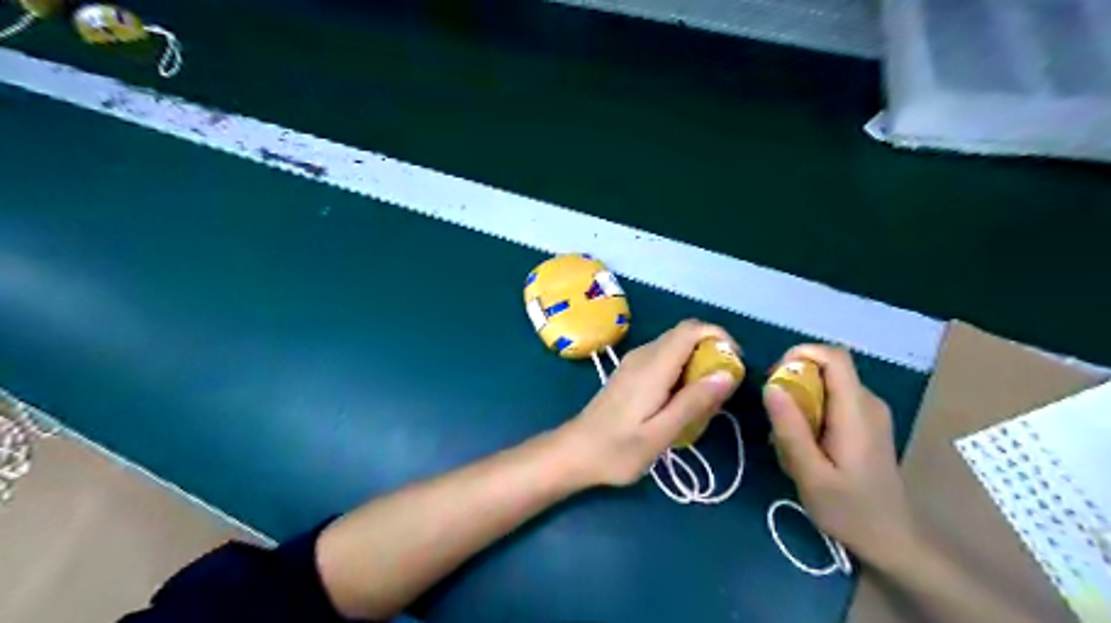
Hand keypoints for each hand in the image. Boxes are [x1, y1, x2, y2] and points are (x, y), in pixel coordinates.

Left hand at [565, 321, 735, 487]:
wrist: (575, 452)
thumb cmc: (618, 450)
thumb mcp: (661, 434)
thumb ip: (693, 403)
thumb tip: (727, 374)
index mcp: (653, 366)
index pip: (691, 329)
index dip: (719, 337)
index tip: (734, 365)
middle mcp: (643, 355)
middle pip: (684, 334)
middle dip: (711, 351)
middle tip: (723, 388)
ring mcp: (634, 362)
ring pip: (674, 345)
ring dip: (696, 361)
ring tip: (706, 398)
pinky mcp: (630, 372)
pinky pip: (663, 357)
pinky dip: (681, 368)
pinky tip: (681, 400)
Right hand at [769, 344, 916, 564]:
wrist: (892, 540)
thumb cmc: (850, 510)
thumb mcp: (811, 474)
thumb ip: (790, 429)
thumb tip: (770, 386)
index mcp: (856, 410)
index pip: (834, 356)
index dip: (800, 354)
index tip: (774, 379)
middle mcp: (867, 402)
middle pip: (827, 368)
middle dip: (793, 380)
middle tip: (774, 415)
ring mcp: (869, 412)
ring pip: (827, 383)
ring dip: (800, 398)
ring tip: (787, 436)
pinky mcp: (866, 423)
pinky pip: (833, 399)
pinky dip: (812, 410)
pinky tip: (805, 443)